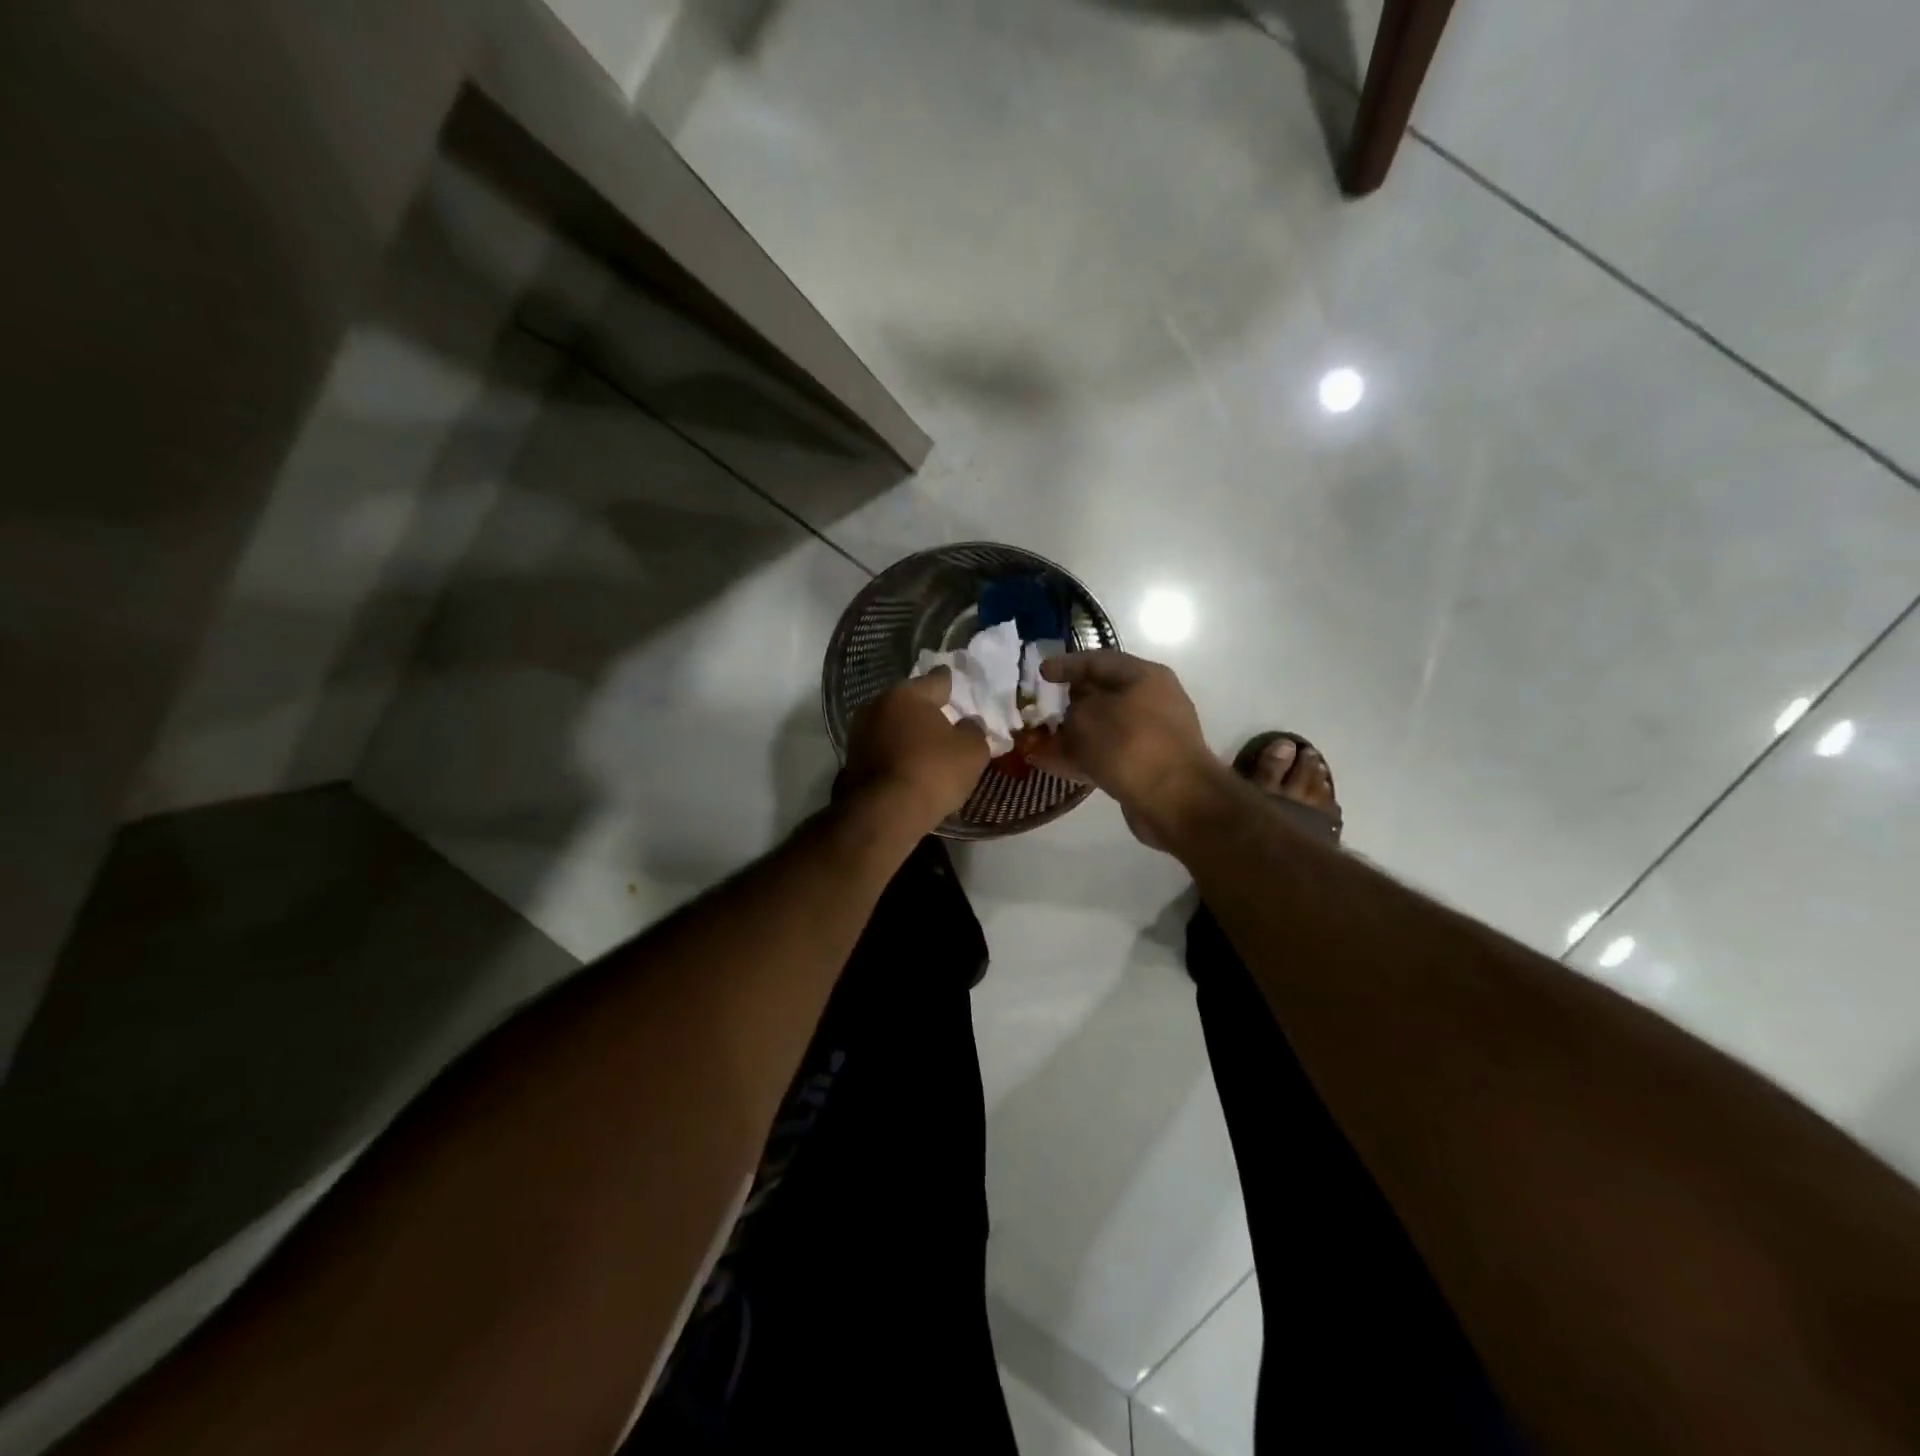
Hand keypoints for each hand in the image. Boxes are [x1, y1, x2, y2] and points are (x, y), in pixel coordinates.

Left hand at [842, 669, 989, 834]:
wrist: (884, 814)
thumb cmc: (933, 772)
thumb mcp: (972, 751)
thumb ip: (974, 730)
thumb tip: (969, 723)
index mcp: (907, 694)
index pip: (936, 679)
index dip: (950, 682)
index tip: (956, 682)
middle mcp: (878, 705)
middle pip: (910, 702)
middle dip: (926, 710)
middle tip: (946, 720)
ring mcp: (860, 733)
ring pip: (893, 726)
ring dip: (908, 734)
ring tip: (928, 747)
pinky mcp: (852, 760)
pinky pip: (883, 749)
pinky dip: (896, 754)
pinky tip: (910, 766)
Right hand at [1029, 650, 1222, 848]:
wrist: (1175, 800)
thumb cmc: (1130, 745)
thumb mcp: (1087, 717)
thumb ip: (1072, 711)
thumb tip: (1072, 718)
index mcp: (1144, 676)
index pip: (1098, 660)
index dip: (1066, 665)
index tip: (1040, 673)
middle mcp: (1152, 701)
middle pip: (1103, 694)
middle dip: (1069, 701)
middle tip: (1041, 707)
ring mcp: (1151, 735)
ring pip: (1103, 727)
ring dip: (1073, 732)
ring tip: (1040, 739)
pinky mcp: (1146, 766)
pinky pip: (1108, 754)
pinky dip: (1082, 756)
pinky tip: (1054, 764)